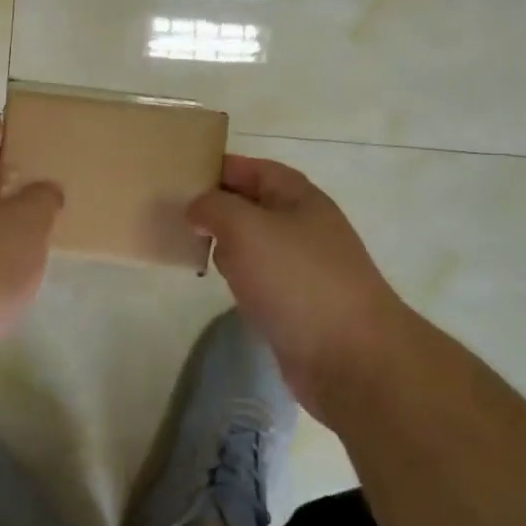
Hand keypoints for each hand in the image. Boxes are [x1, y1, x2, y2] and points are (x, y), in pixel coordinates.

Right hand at [188, 155, 404, 420]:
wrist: (350, 357)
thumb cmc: (296, 279)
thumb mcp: (245, 228)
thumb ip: (214, 207)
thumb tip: (198, 209)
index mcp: (299, 198)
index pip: (253, 169)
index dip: (218, 168)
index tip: (180, 177)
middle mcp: (304, 226)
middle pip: (253, 205)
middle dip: (217, 208)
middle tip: (175, 215)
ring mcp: (304, 266)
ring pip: (254, 244)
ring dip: (226, 244)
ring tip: (190, 247)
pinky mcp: (298, 303)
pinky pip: (260, 278)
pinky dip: (239, 277)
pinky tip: (220, 284)